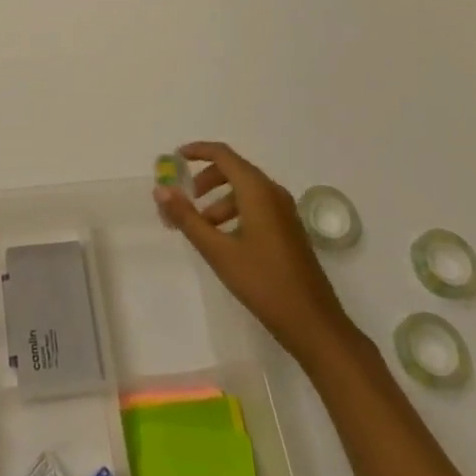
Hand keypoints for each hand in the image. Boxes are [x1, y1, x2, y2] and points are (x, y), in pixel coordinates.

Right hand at [155, 141, 351, 362]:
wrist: (314, 324)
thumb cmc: (263, 283)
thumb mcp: (218, 251)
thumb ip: (187, 218)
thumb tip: (161, 189)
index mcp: (257, 190)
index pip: (223, 154)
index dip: (197, 151)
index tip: (174, 159)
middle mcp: (273, 193)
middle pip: (233, 170)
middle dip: (205, 180)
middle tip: (183, 200)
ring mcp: (284, 212)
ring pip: (244, 191)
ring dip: (218, 201)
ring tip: (200, 229)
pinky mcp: (288, 230)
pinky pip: (256, 207)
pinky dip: (234, 213)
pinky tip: (224, 241)